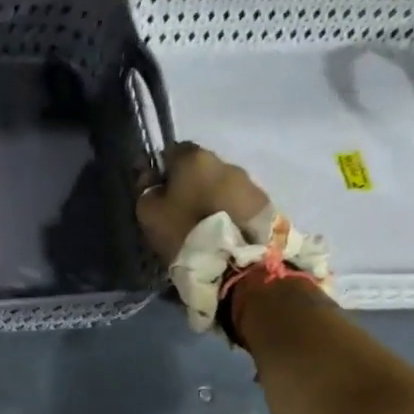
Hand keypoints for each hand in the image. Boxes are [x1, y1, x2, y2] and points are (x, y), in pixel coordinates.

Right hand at [136, 143, 270, 265]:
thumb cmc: (186, 230)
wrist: (239, 264)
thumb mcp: (149, 212)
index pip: (173, 150)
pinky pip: (240, 204)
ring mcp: (251, 184)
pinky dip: (230, 213)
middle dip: (190, 184)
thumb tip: (150, 176)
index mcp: (195, 158)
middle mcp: (226, 163)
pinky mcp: (267, 206)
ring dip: (212, 199)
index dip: (163, 170)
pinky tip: (223, 233)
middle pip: (201, 168)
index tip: (157, 191)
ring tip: (204, 226)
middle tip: (180, 211)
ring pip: (223, 186)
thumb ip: (146, 189)